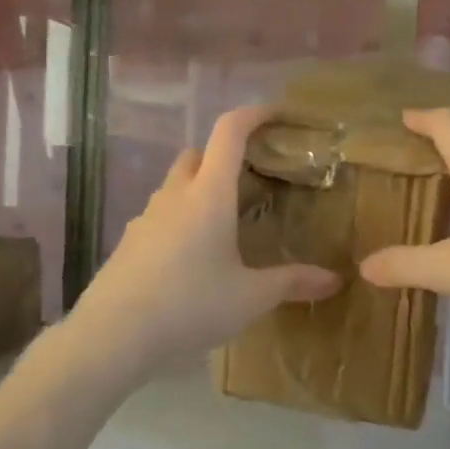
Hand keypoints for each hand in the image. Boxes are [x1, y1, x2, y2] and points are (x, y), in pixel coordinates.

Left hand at [70, 105, 340, 377]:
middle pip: (197, 154)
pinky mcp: (128, 242)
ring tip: (225, 224)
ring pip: (175, 186)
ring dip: (200, 190)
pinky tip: (192, 258)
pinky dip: (180, 220)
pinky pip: (160, 216)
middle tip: (252, 182)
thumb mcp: (250, 297)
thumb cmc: (190, 305)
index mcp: (208, 194)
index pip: (229, 131)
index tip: (278, 115)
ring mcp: (145, 217)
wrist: (114, 334)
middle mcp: (174, 195)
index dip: (255, 114)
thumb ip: (292, 283)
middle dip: (224, 157)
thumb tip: (335, 279)